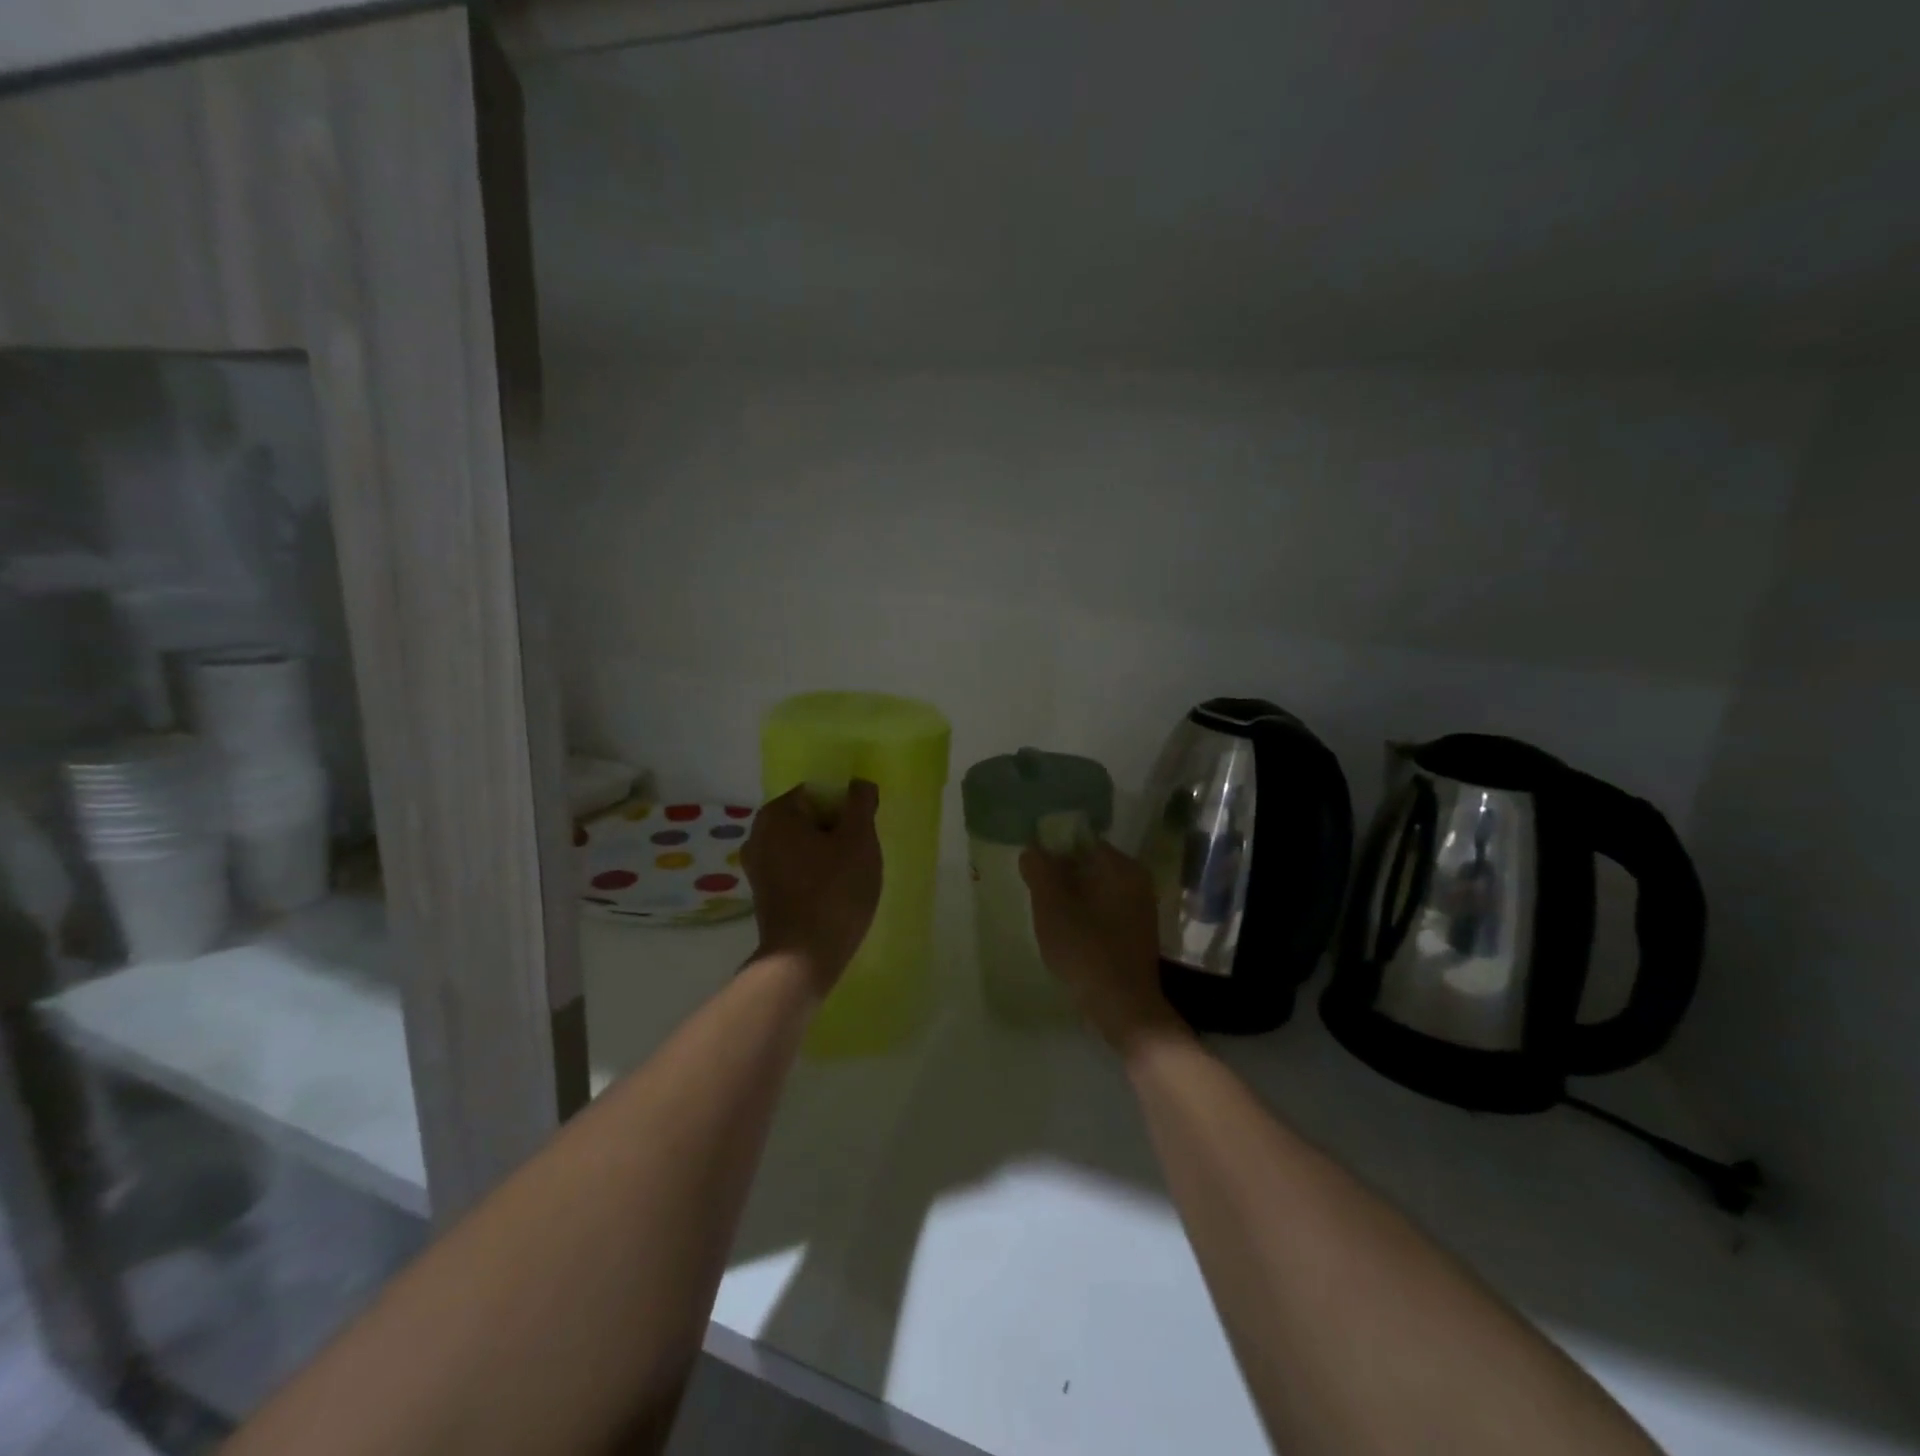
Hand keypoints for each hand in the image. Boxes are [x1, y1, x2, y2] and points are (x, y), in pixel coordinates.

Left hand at [743, 780, 882, 997]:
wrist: (803, 958)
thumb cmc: (835, 891)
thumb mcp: (859, 840)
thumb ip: (860, 804)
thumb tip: (859, 784)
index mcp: (776, 814)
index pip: (819, 792)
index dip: (847, 807)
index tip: (864, 832)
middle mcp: (758, 834)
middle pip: (809, 818)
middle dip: (837, 831)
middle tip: (861, 855)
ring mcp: (757, 866)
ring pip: (803, 845)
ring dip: (828, 853)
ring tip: (850, 876)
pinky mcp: (763, 893)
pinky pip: (795, 868)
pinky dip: (814, 873)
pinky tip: (833, 893)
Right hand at [1020, 840, 1188, 1057]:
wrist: (1124, 1007)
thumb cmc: (1085, 950)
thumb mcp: (1051, 906)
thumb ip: (1040, 871)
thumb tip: (1033, 849)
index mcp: (1120, 866)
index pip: (1081, 841)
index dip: (1053, 851)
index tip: (1033, 872)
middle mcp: (1137, 880)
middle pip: (1089, 865)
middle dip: (1062, 876)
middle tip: (1037, 897)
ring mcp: (1141, 908)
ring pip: (1097, 889)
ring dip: (1073, 898)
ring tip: (1050, 919)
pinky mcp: (1139, 933)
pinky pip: (1106, 911)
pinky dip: (1087, 916)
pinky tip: (1071, 936)